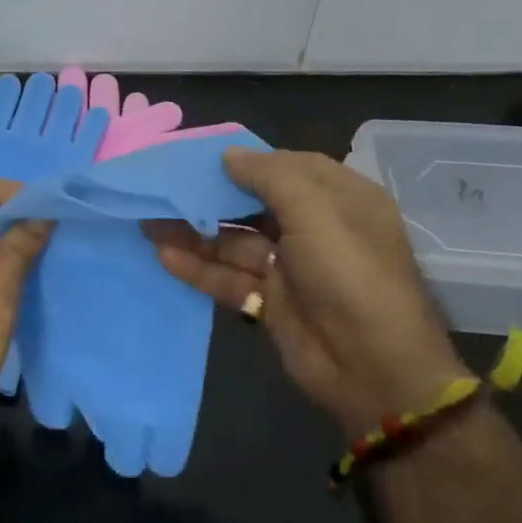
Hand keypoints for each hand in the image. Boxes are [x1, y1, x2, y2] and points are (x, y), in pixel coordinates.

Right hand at [150, 148, 470, 434]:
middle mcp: (315, 228)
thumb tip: (228, 155)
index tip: (201, 155)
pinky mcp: (269, 302)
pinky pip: (228, 277)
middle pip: (254, 204)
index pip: (289, 167)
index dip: (247, 160)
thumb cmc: (349, 274)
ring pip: (234, 242)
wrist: (373, 367)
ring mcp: (290, 268)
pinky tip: (163, 255)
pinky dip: (198, 267)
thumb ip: (270, 177)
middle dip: (211, 196)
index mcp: (340, 199)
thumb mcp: (316, 212)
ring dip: (195, 232)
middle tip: (163, 186)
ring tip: (148, 219)